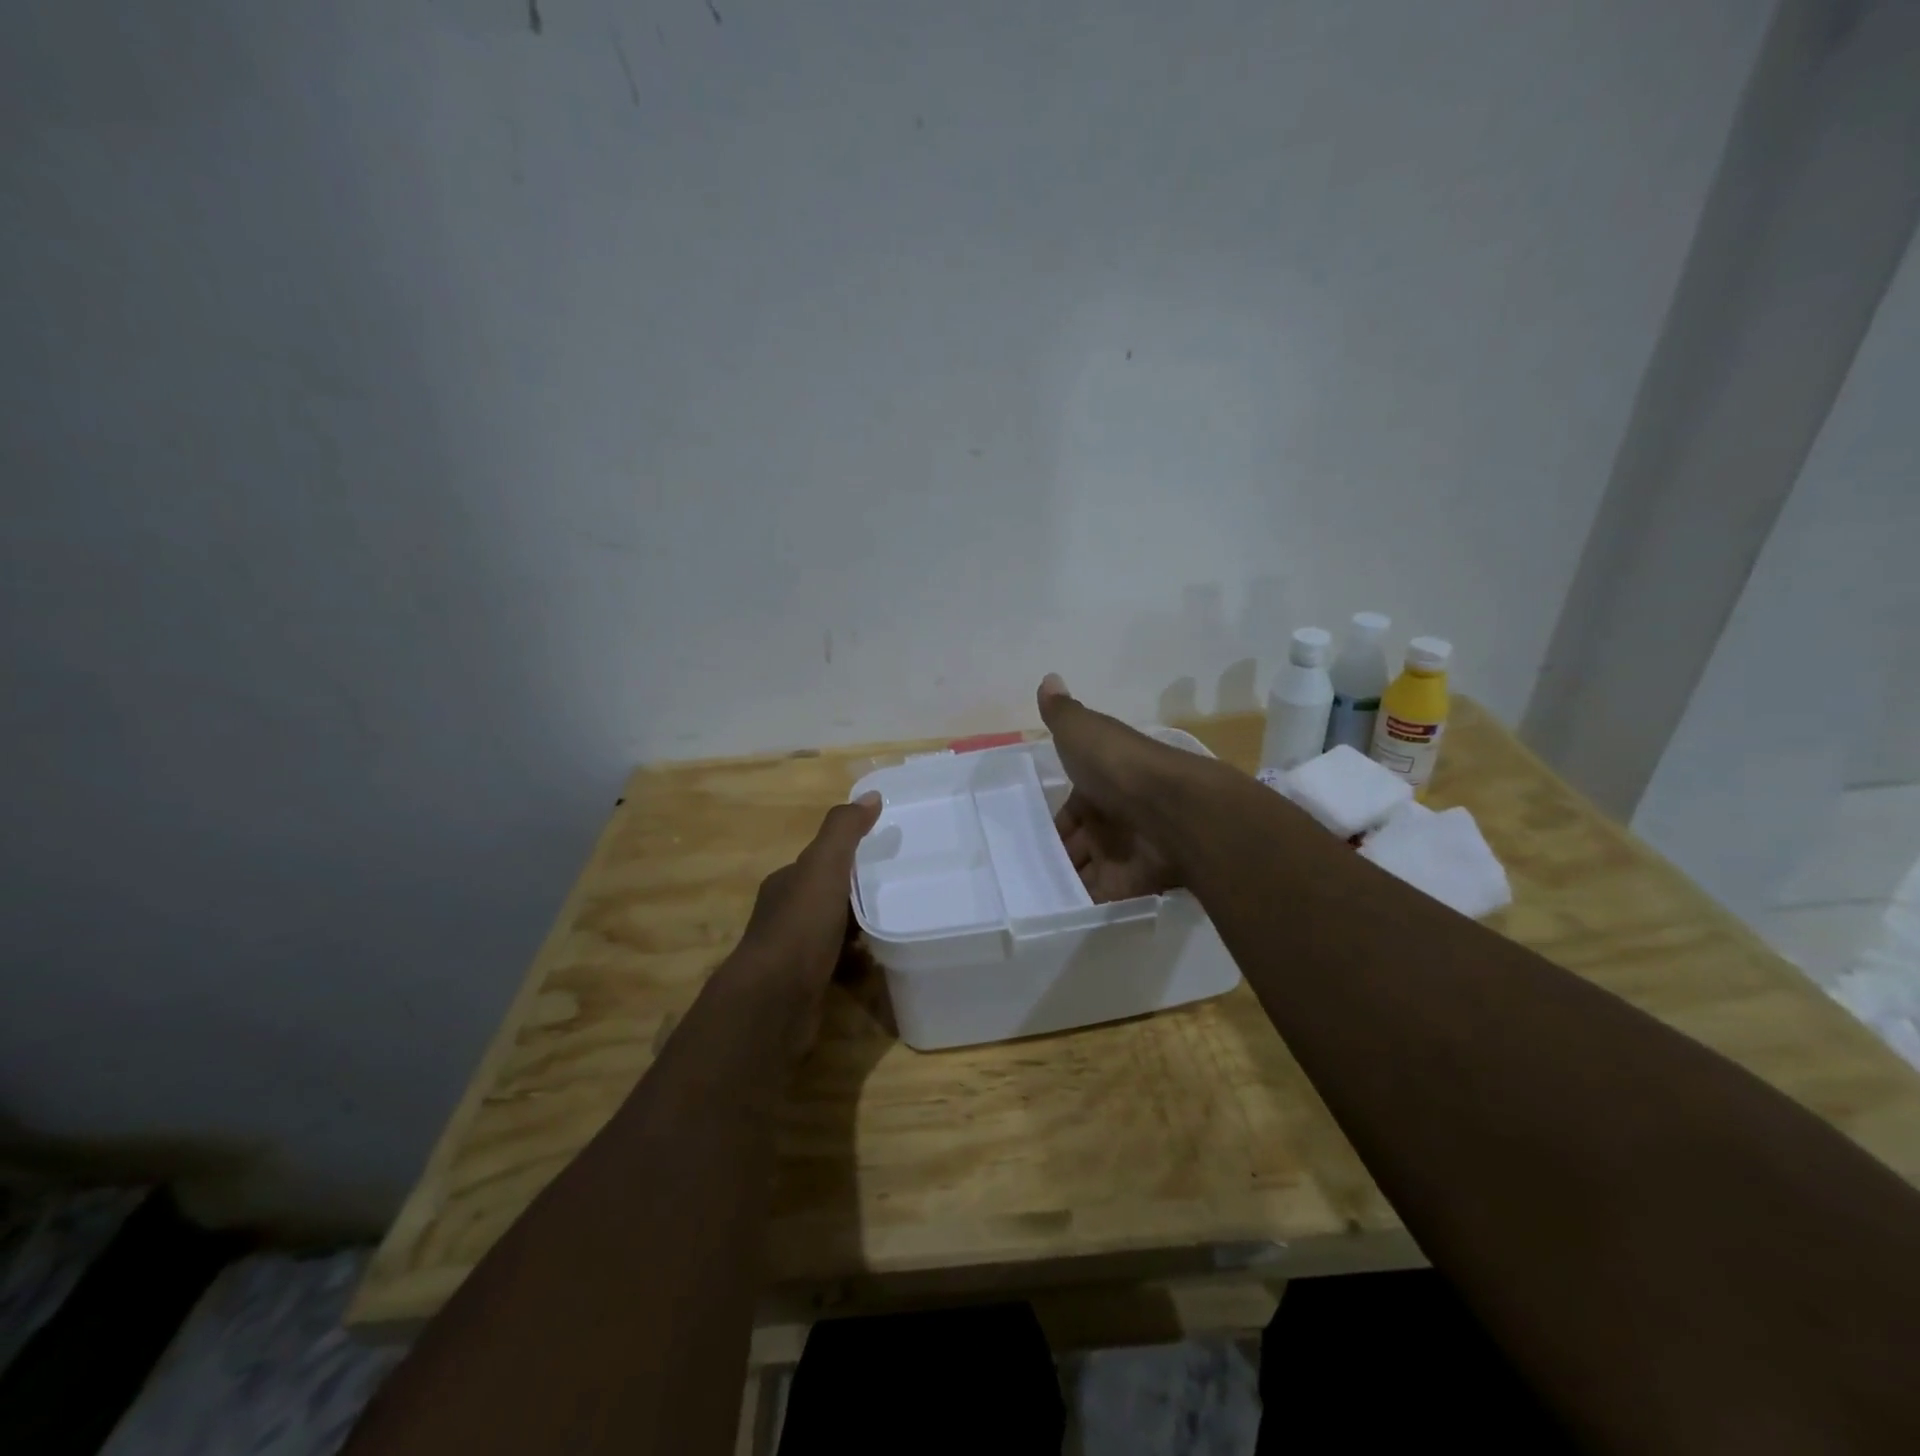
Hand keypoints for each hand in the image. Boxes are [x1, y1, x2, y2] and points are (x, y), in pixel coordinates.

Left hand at [732, 793, 880, 1051]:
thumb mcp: (824, 866)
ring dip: (858, 928)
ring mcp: (793, 952)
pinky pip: (837, 963)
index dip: (849, 857)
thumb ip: (844, 830)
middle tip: (898, 891)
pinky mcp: (805, 984)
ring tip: (896, 924)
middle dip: (857, 894)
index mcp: (786, 883)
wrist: (774, 999)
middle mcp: (785, 913)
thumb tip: (870, 796)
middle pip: (827, 896)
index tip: (884, 857)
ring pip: (832, 931)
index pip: (820, 862)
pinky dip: (856, 961)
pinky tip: (879, 962)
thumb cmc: (800, 926)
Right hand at [1038, 674, 1181, 902]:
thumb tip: (1048, 678)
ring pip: (1087, 869)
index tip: (1026, 835)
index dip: (1052, 821)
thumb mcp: (1082, 731)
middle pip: (1079, 841)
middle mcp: (1114, 818)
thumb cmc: (1119, 766)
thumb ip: (1062, 713)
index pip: (1071, 807)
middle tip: (1022, 870)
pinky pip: (1102, 897)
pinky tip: (1053, 911)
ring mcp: (1125, 851)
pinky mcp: (1133, 883)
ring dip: (1065, 880)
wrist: (1174, 809)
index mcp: (1101, 783)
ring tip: (1029, 895)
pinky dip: (1081, 904)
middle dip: (1056, 854)